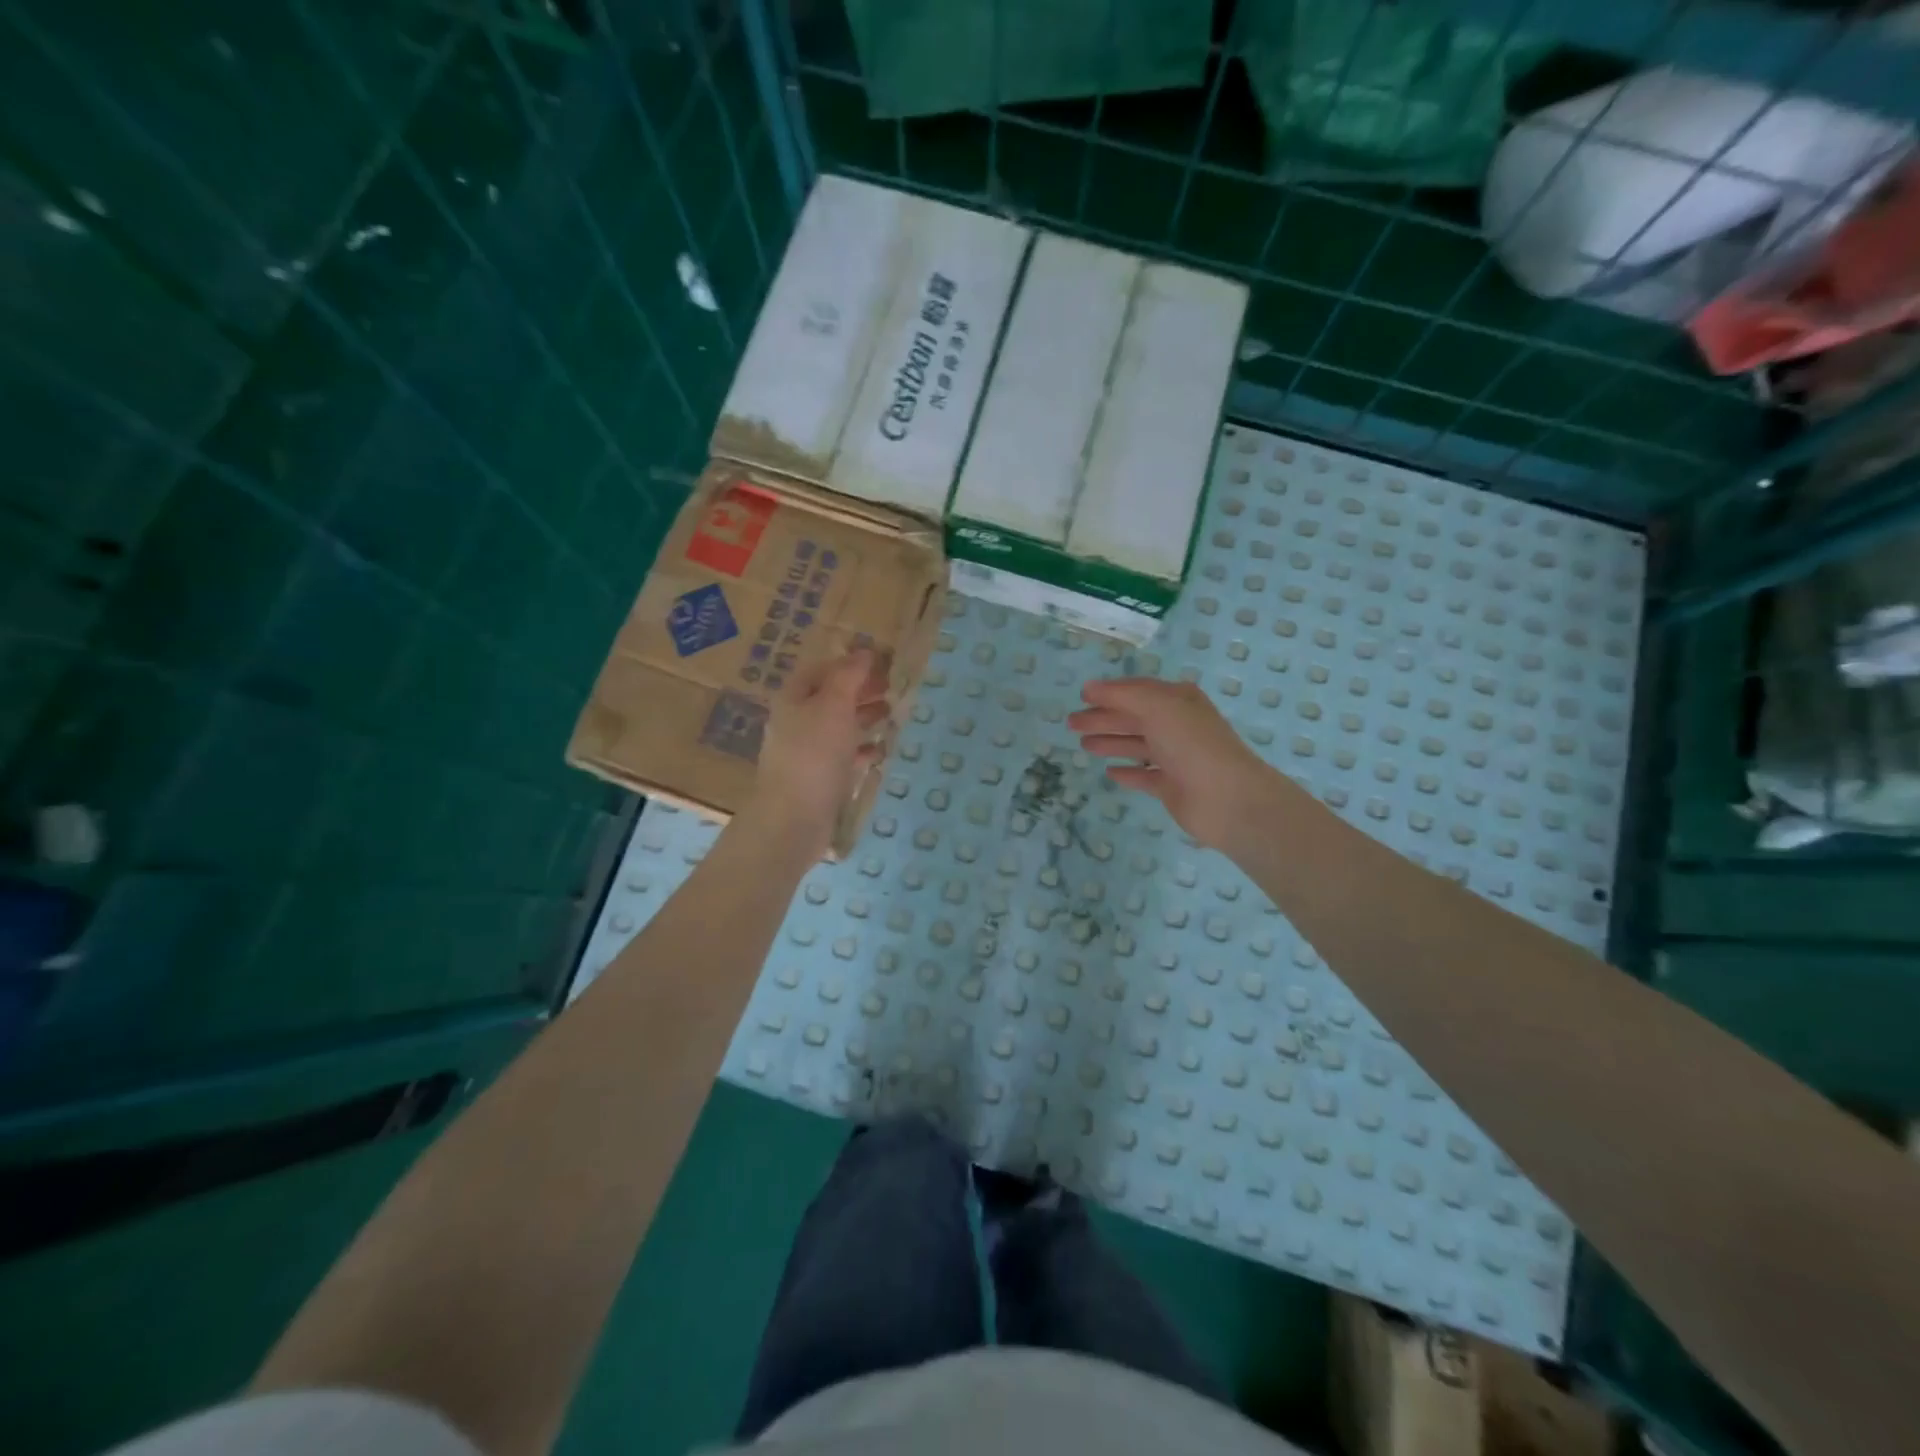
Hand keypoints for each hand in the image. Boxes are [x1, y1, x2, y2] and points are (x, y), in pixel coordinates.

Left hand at [746, 649, 889, 852]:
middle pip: (831, 697)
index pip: (821, 670)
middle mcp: (797, 722)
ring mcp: (807, 753)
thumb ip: (849, 677)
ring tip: (892, 714)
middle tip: (893, 688)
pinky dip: (862, 750)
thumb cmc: (814, 755)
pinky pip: (843, 757)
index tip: (882, 663)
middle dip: (861, 691)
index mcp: (794, 699)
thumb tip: (863, 652)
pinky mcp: (819, 779)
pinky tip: (880, 750)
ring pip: (839, 726)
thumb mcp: (833, 706)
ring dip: (864, 718)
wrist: (793, 820)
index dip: (850, 663)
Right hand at [1067, 678, 1279, 851]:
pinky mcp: (1172, 786)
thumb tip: (1090, 687)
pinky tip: (1110, 772)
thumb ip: (1122, 695)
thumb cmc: (1192, 744)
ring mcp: (1176, 757)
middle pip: (1133, 718)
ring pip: (1137, 745)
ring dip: (1111, 742)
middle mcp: (1177, 725)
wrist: (1226, 798)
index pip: (1137, 691)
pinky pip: (1144, 775)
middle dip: (1103, 719)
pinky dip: (1128, 772)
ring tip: (1084, 746)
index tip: (1081, 696)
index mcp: (1178, 701)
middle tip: (1071, 724)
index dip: (1110, 692)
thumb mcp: (1157, 707)